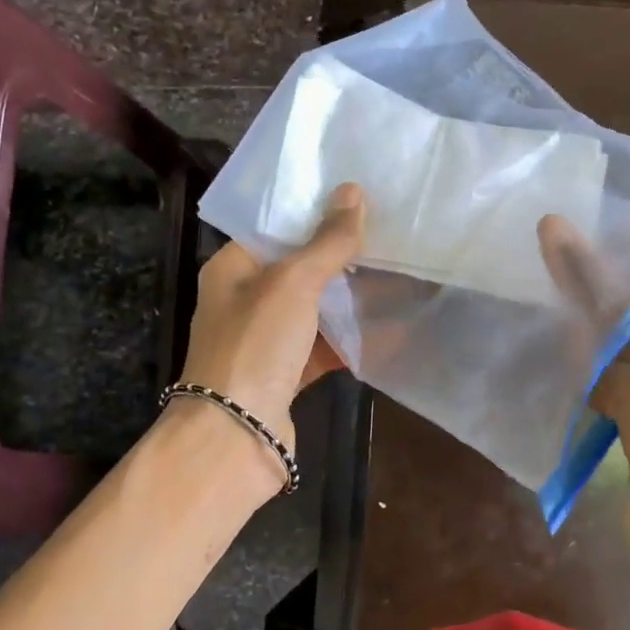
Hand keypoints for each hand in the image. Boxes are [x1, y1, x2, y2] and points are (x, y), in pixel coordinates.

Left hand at [175, 183, 364, 454]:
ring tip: (397, 274)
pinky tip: (389, 328)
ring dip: (349, 299)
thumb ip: (326, 242)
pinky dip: (351, 340)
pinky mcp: (285, 375)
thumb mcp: (293, 284)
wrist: (235, 436)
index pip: (275, 229)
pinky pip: (323, 347)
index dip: (314, 213)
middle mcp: (245, 301)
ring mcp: (265, 341)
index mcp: (232, 269)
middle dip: (340, 257)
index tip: (358, 201)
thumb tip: (354, 192)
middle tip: (388, 236)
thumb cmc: (255, 346)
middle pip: (298, 269)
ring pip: (314, 310)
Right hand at [539, 219, 629, 628]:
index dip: (623, 251)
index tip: (567, 241)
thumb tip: (553, 225)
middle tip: (543, 275)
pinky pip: (620, 378)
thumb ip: (598, 287)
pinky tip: (554, 367)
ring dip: (589, 337)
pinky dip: (592, 374)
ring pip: (627, 341)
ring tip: (541, 316)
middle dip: (599, 296)